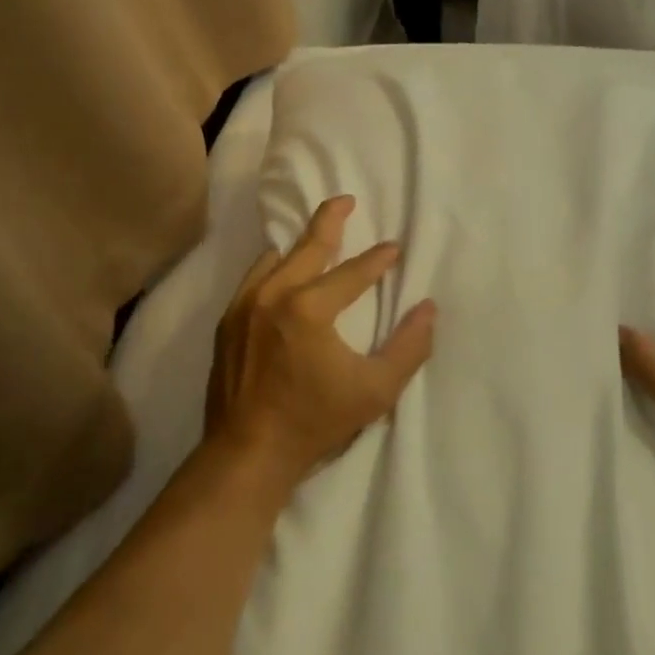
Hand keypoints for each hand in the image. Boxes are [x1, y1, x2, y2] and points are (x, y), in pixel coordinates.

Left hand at [208, 196, 436, 492]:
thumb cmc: (315, 422)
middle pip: (306, 247)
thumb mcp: (376, 391)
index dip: (377, 260)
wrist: (247, 453)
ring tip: (314, 235)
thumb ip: (409, 347)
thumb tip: (428, 309)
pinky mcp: (227, 322)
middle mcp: (272, 295)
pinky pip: (253, 279)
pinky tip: (279, 271)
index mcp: (308, 308)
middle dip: (329, 221)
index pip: (351, 273)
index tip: (394, 249)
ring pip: (274, 259)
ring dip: (298, 244)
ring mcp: (243, 306)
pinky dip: (272, 267)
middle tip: (345, 201)